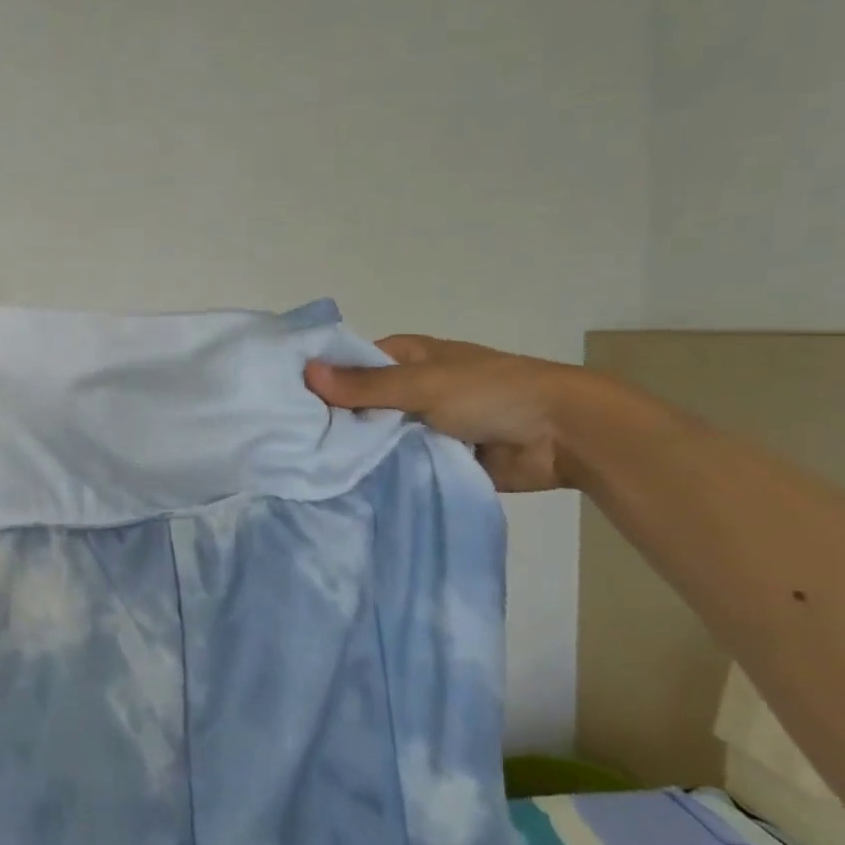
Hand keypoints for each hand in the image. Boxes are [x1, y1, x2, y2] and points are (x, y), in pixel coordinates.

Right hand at [304, 335, 586, 492]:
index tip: (284, 402)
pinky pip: (398, 465)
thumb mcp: (423, 383)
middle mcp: (410, 389)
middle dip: (333, 422)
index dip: (321, 379)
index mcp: (407, 357)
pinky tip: (343, 487)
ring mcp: (422, 425)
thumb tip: (307, 372)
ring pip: (376, 438)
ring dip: (355, 451)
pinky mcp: (435, 458)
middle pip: (360, 404)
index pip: (351, 364)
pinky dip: (379, 473)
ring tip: (306, 469)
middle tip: (288, 444)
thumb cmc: (490, 392)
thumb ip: (366, 385)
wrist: (561, 435)